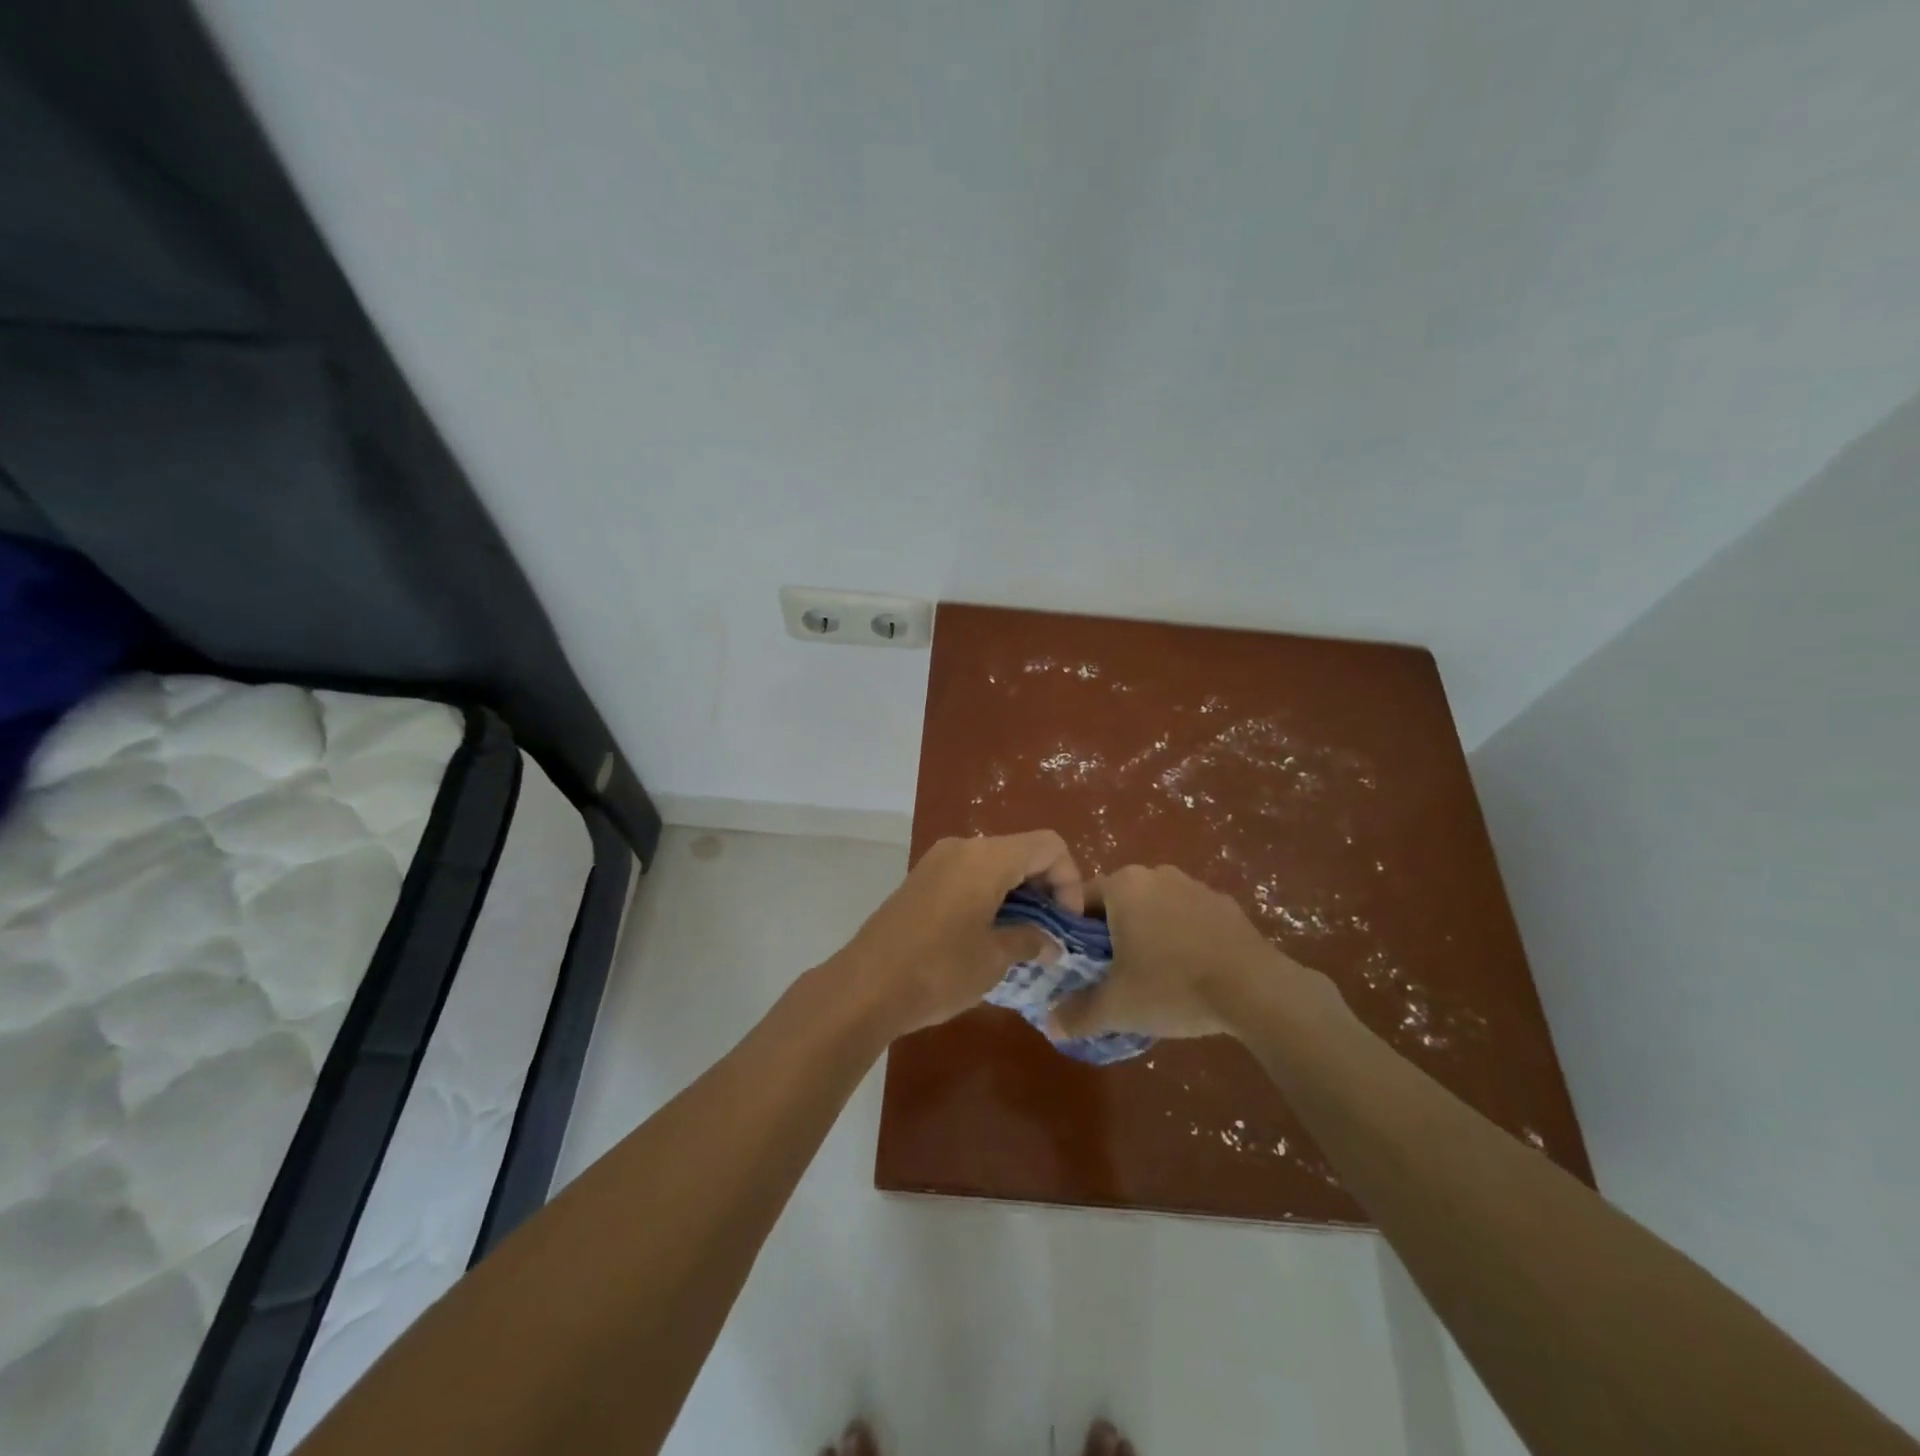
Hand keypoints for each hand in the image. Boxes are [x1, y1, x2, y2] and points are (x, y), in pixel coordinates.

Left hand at [833, 830, 1085, 1038]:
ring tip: (1023, 936)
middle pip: (1021, 850)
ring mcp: (937, 860)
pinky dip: (990, 893)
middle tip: (1050, 932)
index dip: (1069, 880)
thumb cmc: (938, 971)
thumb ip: (1030, 940)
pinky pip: (969, 873)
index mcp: (986, 859)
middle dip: (1044, 886)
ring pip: (995, 862)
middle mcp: (963, 848)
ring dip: (1017, 892)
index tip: (1066, 923)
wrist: (864, 987)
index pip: (1048, 846)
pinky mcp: (921, 878)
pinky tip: (989, 932)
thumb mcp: (994, 959)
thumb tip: (1052, 943)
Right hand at [1049, 864, 1345, 1041]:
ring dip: (1148, 934)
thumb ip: (1078, 1013)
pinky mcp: (1226, 905)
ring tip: (1153, 976)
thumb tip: (1049, 1025)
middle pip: (1118, 902)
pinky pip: (1189, 917)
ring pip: (1155, 908)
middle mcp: (1156, 874)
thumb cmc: (1173, 986)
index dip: (1073, 933)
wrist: (1257, 990)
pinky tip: (1190, 973)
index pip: (1080, 900)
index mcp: (1123, 885)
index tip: (1080, 965)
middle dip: (1112, 934)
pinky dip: (1182, 938)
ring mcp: (1195, 886)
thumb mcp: (1117, 1007)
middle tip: (1113, 974)